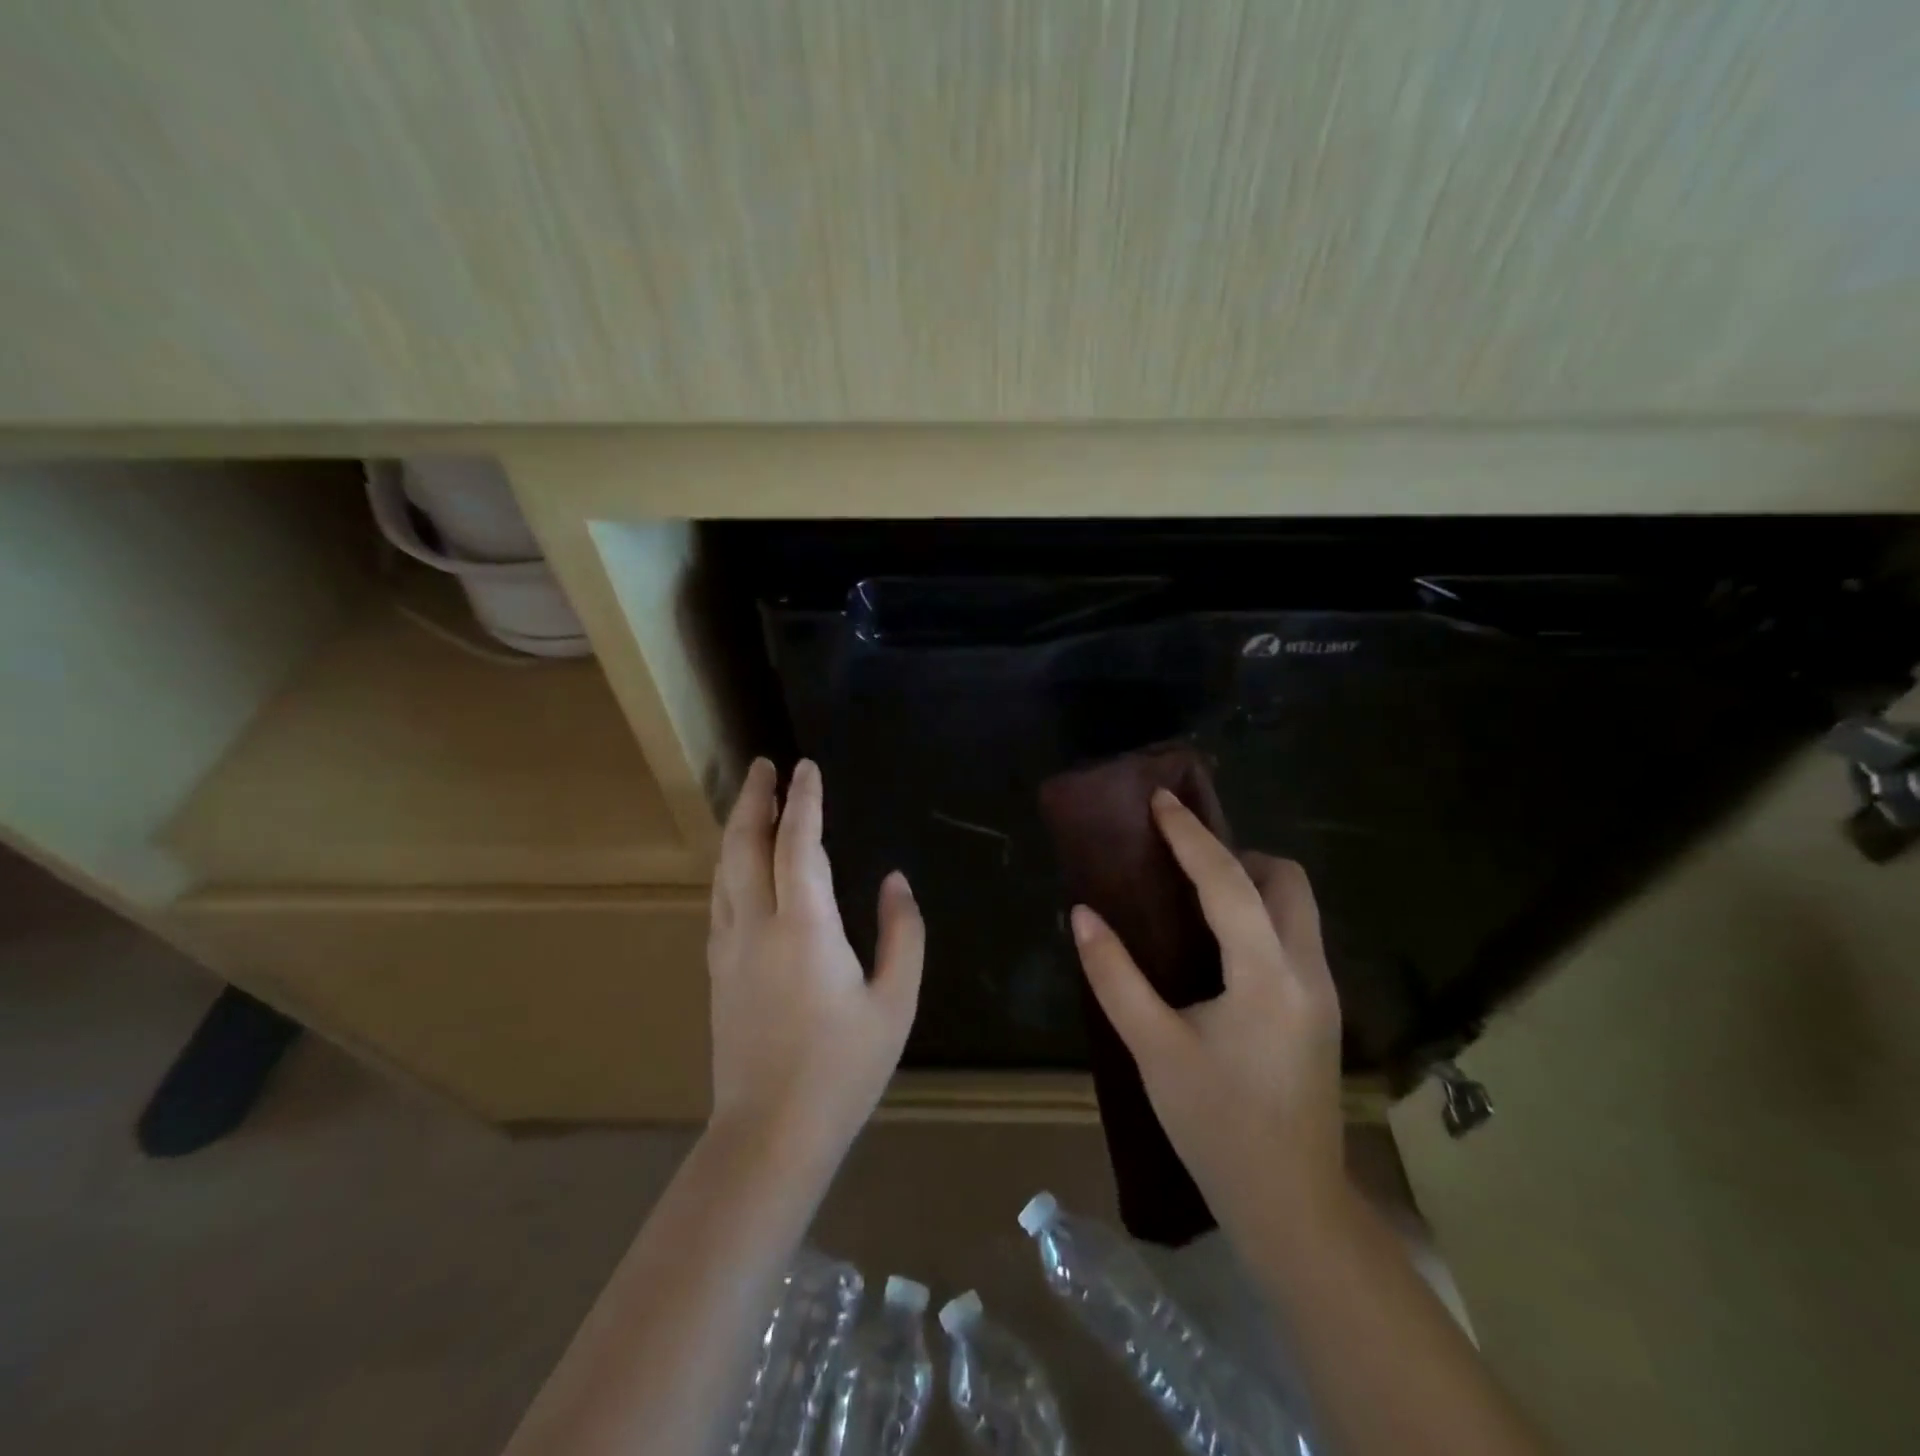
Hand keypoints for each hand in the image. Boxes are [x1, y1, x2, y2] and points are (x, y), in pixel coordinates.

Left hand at [706, 758, 922, 1159]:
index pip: (799, 845)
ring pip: (724, 871)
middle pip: (745, 846)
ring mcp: (729, 949)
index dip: (804, 802)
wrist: (770, 1133)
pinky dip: (730, 866)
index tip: (808, 767)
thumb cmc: (843, 1068)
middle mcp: (757, 926)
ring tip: (751, 801)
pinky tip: (739, 866)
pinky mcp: (718, 971)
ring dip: (737, 828)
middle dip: (755, 800)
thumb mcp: (895, 1002)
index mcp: (805, 928)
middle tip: (764, 765)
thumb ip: (903, 934)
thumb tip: (896, 881)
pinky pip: (720, 900)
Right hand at [1069, 789, 1345, 1233]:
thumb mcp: (1154, 1049)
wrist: (1291, 1205)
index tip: (1161, 800)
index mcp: (1266, 976)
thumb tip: (1082, 915)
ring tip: (1195, 898)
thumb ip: (1115, 976)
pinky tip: (1219, 947)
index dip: (1191, 837)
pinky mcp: (1321, 1010)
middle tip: (1183, 864)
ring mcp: (1323, 991)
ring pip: (1297, 907)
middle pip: (1287, 880)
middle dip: (1237, 856)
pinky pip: (1294, 935)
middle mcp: (1306, 971)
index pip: (1229, 883)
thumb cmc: (1216, 1126)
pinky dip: (1259, 915)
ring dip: (1251, 884)